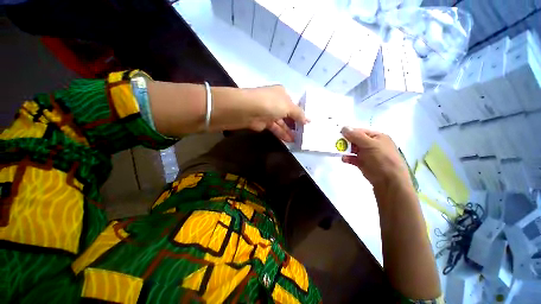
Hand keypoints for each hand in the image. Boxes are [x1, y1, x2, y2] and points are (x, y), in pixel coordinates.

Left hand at [211, 85, 307, 141]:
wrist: (248, 110)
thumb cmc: (271, 104)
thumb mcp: (288, 107)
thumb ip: (299, 114)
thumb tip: (308, 120)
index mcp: (282, 94)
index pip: (294, 104)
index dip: (301, 113)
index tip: (308, 123)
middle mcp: (276, 102)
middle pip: (288, 114)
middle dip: (296, 124)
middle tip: (304, 133)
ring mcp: (269, 113)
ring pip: (282, 123)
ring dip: (289, 131)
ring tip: (299, 139)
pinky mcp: (264, 123)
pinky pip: (276, 128)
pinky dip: (282, 134)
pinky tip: (290, 140)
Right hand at [340, 127, 410, 188]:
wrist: (389, 180)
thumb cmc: (381, 158)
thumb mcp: (369, 144)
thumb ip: (356, 136)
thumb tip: (344, 127)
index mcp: (377, 137)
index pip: (360, 131)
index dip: (349, 132)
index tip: (338, 134)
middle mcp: (372, 144)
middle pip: (355, 140)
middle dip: (346, 141)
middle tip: (336, 143)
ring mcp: (367, 154)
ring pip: (353, 149)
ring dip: (346, 150)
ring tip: (338, 151)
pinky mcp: (363, 163)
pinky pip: (353, 158)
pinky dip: (348, 158)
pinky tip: (344, 159)